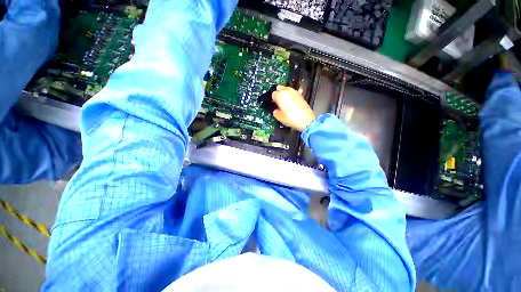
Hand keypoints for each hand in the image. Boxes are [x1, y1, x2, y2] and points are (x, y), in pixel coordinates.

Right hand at [272, 85, 315, 131]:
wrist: (305, 120)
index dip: (272, 99)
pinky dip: (290, 96)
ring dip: (284, 93)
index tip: (273, 103)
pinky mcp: (300, 95)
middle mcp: (287, 91)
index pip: (273, 94)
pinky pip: (292, 93)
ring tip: (284, 102)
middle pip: (279, 88)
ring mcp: (294, 92)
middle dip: (278, 93)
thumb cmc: (292, 118)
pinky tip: (290, 103)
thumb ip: (275, 112)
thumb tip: (276, 111)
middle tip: (277, 101)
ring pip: (286, 89)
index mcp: (280, 96)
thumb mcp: (279, 117)